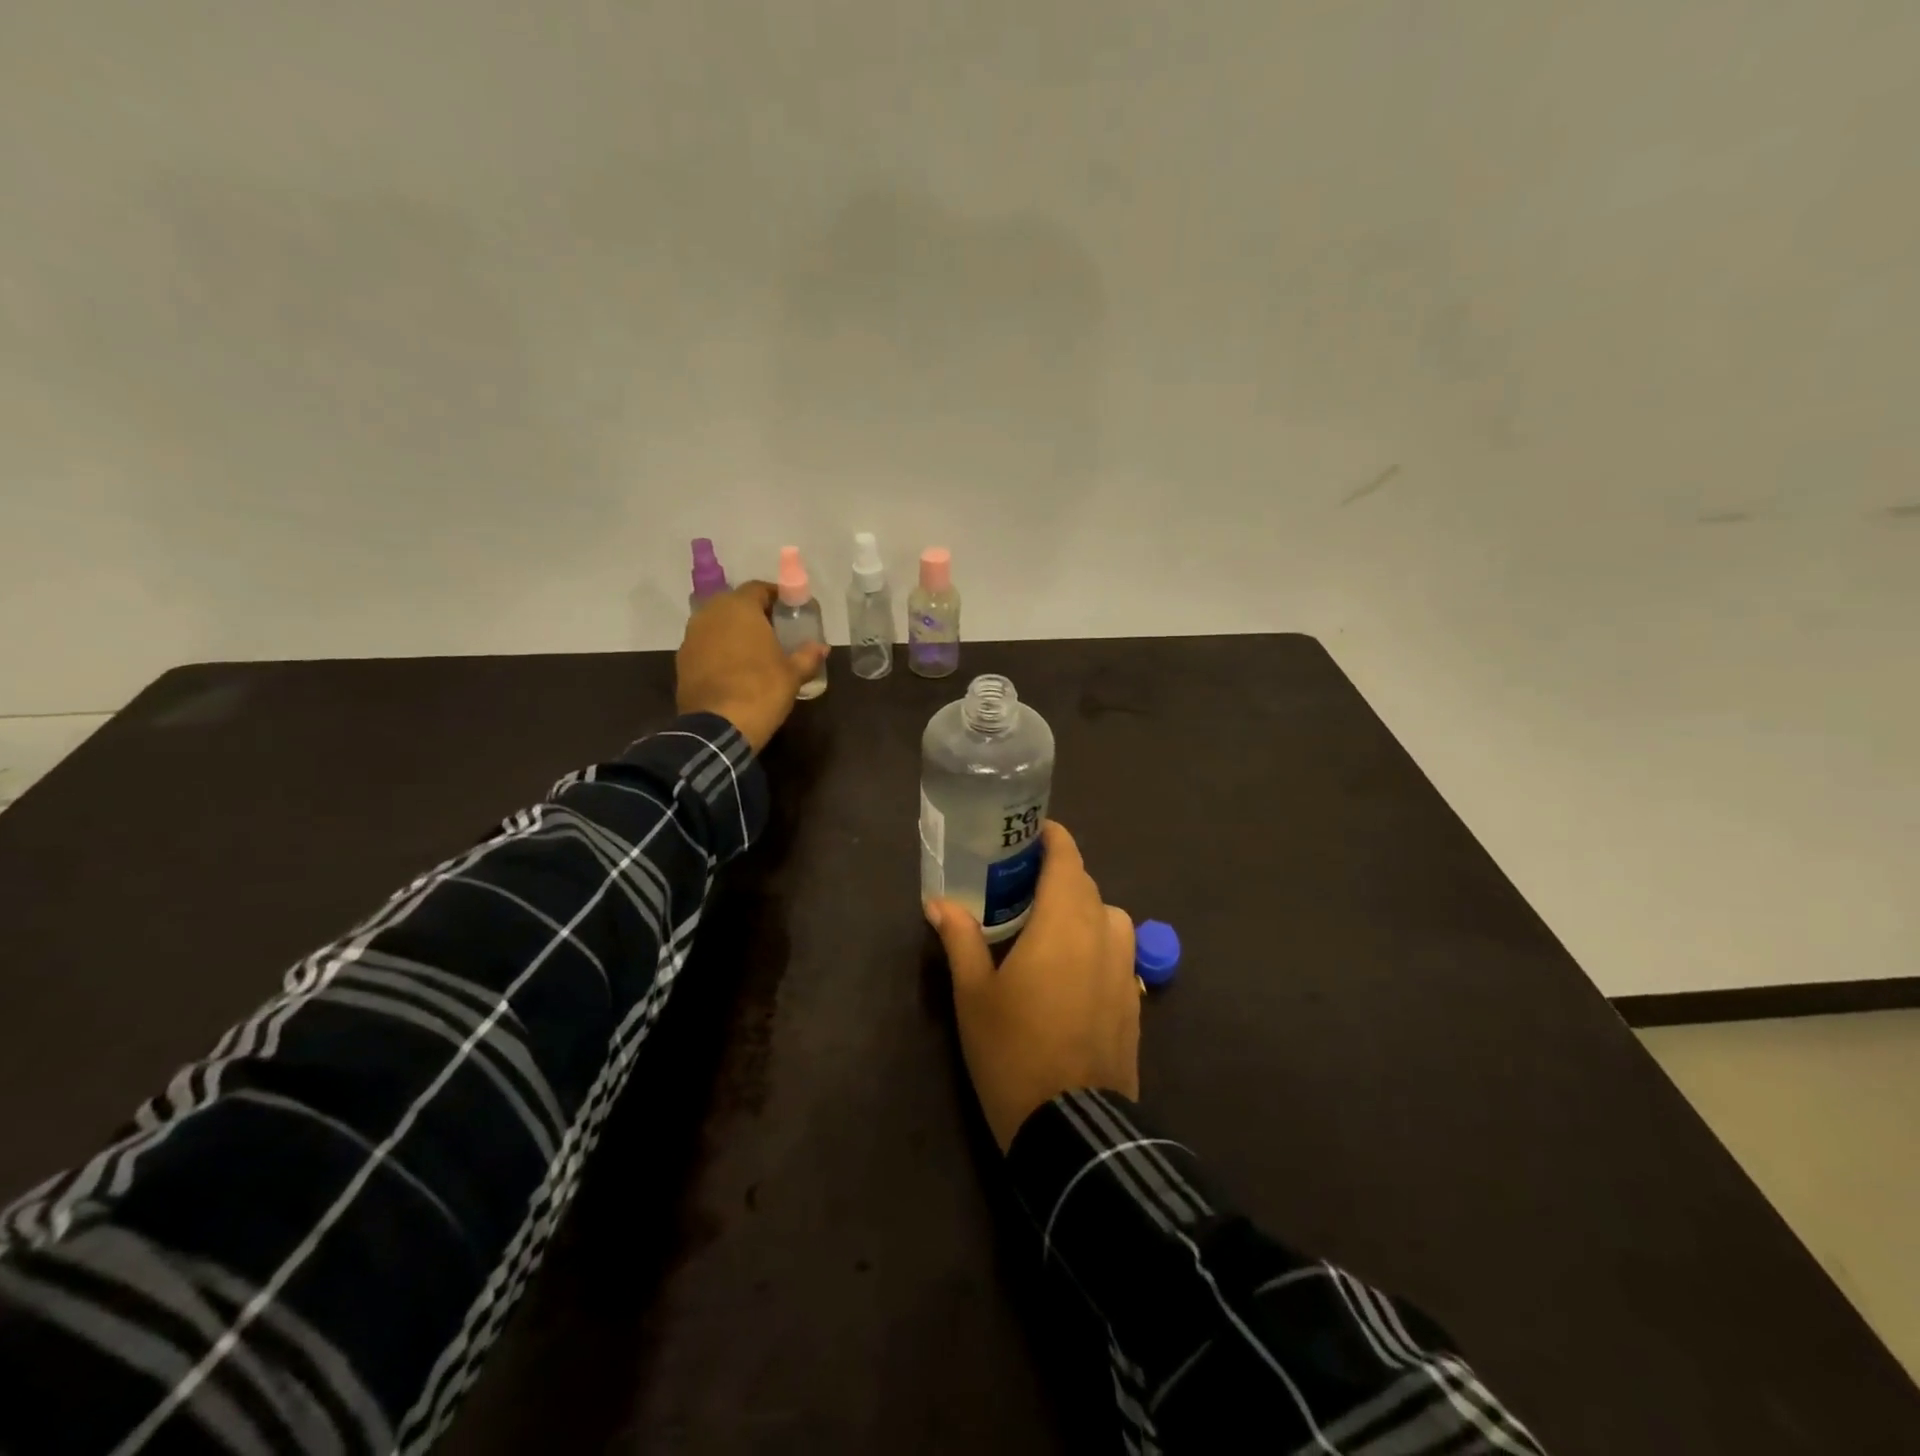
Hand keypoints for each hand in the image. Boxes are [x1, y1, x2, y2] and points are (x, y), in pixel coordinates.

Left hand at [676, 581, 827, 751]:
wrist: (718, 726)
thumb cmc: (761, 690)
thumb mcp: (793, 674)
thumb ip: (807, 655)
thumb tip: (822, 647)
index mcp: (739, 608)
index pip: (758, 588)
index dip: (776, 597)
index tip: (791, 611)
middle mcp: (710, 614)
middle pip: (735, 604)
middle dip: (754, 614)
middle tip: (775, 631)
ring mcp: (691, 637)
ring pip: (717, 625)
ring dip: (734, 633)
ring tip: (755, 652)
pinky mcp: (682, 661)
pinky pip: (706, 646)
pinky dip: (720, 651)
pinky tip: (735, 670)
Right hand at [927, 822, 1140, 1151]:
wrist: (1072, 1127)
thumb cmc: (1013, 1050)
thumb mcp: (974, 994)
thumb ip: (960, 939)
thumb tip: (937, 904)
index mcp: (1063, 922)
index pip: (1066, 858)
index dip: (1052, 838)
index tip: (1029, 835)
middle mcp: (1102, 933)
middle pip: (1085, 884)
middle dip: (1057, 875)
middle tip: (1020, 885)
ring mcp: (1124, 967)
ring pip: (1106, 916)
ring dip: (1080, 909)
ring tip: (1047, 927)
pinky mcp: (1135, 998)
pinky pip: (1116, 950)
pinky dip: (1096, 942)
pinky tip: (1071, 970)